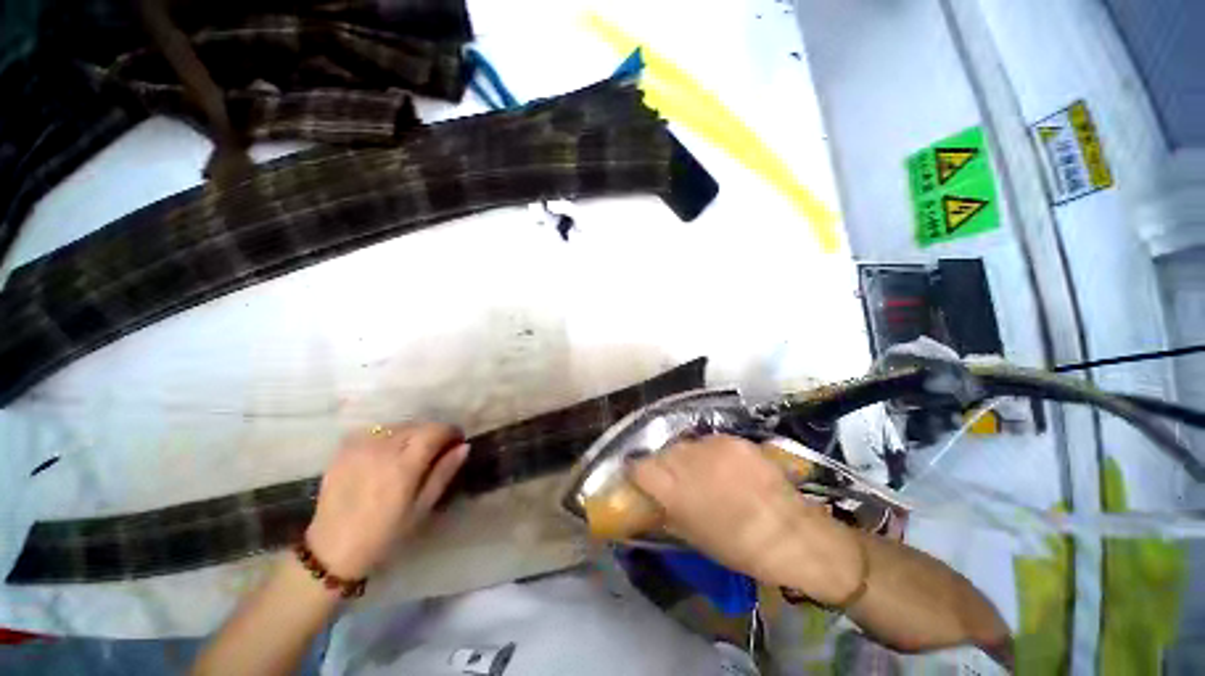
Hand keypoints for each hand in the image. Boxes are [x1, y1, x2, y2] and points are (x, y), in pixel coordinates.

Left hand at [305, 422, 468, 578]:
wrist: (332, 549)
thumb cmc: (385, 533)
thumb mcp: (422, 508)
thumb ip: (444, 472)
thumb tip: (464, 446)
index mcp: (404, 464)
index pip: (436, 430)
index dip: (451, 432)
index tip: (456, 442)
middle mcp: (382, 448)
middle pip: (418, 425)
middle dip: (432, 433)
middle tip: (435, 451)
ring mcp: (360, 446)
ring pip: (397, 426)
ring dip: (410, 434)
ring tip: (409, 453)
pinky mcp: (344, 449)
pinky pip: (375, 431)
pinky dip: (387, 436)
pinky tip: (386, 453)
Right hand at [631, 435, 864, 603]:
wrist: (789, 534)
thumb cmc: (736, 547)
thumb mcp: (692, 536)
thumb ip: (665, 511)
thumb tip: (649, 499)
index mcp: (674, 489)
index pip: (639, 467)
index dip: (636, 471)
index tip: (639, 477)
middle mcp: (689, 460)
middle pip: (663, 451)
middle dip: (663, 464)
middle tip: (673, 478)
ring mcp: (713, 446)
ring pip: (686, 444)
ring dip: (687, 456)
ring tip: (702, 471)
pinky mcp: (733, 439)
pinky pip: (711, 441)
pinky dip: (711, 452)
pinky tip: (724, 467)